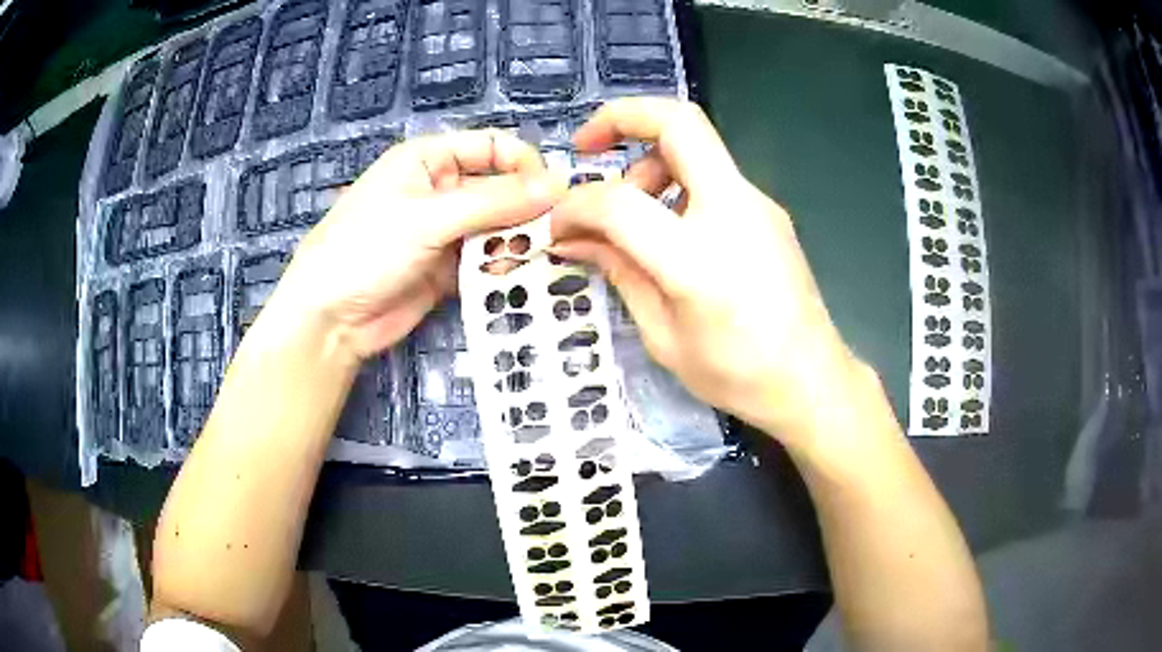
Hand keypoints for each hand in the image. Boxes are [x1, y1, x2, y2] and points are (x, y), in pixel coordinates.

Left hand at [269, 130, 565, 359]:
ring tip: (533, 260)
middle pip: (500, 189)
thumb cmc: (367, 249)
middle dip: (525, 209)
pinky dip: (501, 268)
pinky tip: (510, 278)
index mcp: (429, 159)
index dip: (524, 164)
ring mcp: (445, 231)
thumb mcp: (428, 218)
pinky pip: (486, 260)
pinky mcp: (448, 269)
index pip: (491, 147)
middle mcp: (441, 190)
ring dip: (515, 241)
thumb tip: (557, 186)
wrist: (331, 319)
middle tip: (552, 234)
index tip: (553, 193)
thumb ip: (493, 202)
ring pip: (497, 227)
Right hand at [550, 98, 863, 445]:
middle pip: (679, 122)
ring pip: (697, 143)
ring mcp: (758, 204)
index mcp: (698, 260)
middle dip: (622, 117)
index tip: (560, 225)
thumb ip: (618, 273)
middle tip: (587, 147)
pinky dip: (676, 182)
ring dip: (650, 159)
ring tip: (631, 212)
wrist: (810, 380)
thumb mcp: (662, 335)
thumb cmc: (736, 374)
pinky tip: (668, 226)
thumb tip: (572, 239)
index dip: (576, 207)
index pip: (619, 203)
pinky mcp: (768, 209)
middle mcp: (735, 212)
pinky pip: (713, 174)